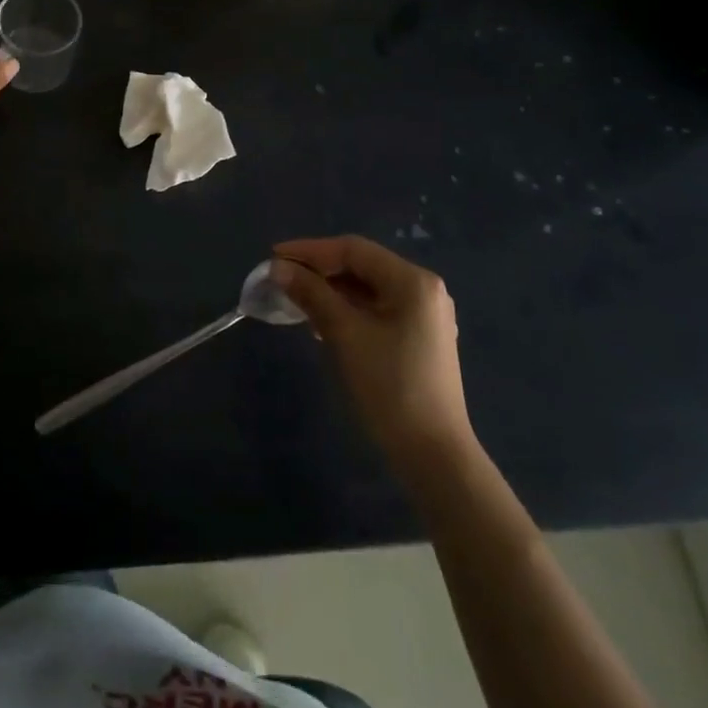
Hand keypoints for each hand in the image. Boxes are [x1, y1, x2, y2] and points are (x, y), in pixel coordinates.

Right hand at [271, 236, 471, 457]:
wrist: (433, 457)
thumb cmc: (389, 387)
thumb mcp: (344, 334)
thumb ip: (311, 294)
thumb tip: (278, 268)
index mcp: (413, 281)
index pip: (353, 250)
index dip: (310, 250)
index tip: (274, 256)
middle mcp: (423, 290)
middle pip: (361, 266)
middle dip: (319, 270)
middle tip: (281, 277)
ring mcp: (424, 316)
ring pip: (367, 289)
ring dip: (330, 290)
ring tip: (294, 298)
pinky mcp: (419, 339)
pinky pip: (376, 310)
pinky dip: (347, 309)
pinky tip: (321, 321)